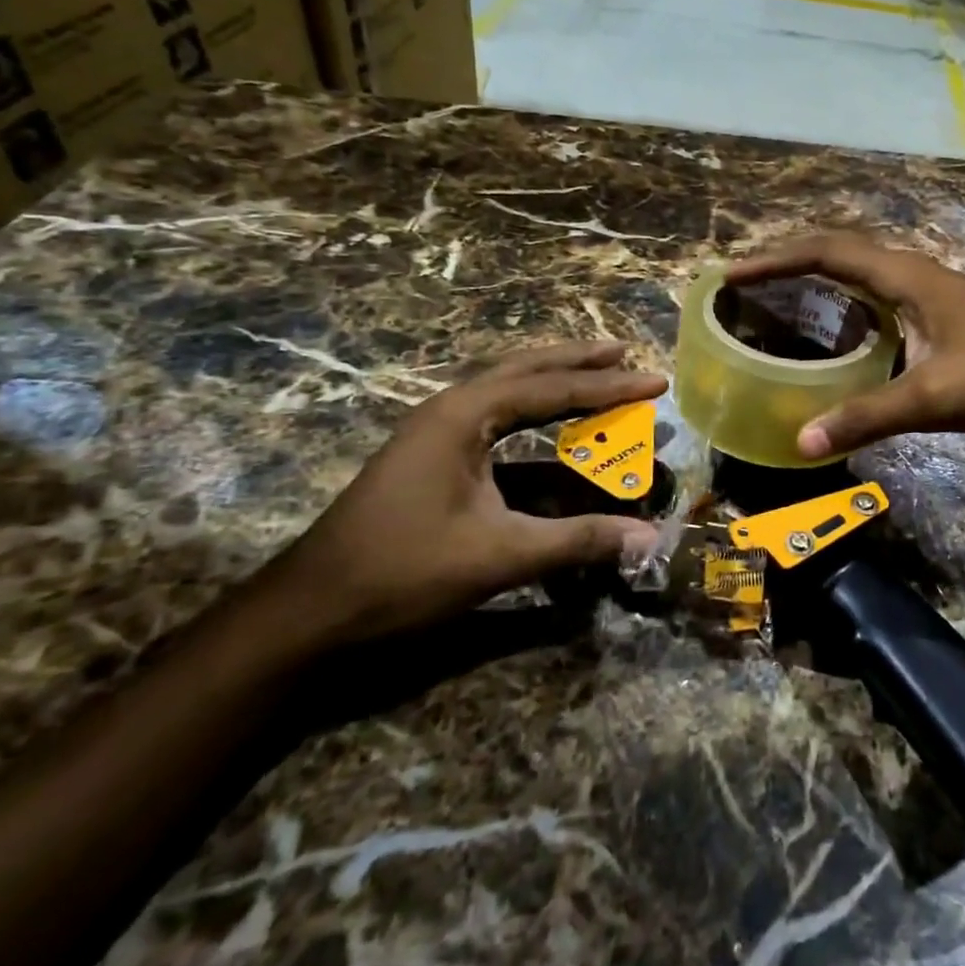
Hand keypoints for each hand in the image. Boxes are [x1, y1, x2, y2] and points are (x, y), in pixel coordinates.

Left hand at [268, 343, 666, 646]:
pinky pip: (494, 421)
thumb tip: (648, 536)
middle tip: (623, 353)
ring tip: (596, 374)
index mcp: (463, 415)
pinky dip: (531, 418)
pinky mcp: (432, 458)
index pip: (552, 389)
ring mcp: (436, 433)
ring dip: (553, 383)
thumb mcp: (499, 555)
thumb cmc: (403, 572)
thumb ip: (578, 540)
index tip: (655, 380)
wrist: (309, 612)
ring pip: (506, 391)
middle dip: (577, 362)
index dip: (609, 387)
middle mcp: (450, 409)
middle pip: (525, 370)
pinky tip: (550, 429)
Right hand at [727, 233, 964, 457]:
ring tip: (775, 300)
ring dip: (815, 279)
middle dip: (787, 262)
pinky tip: (835, 335)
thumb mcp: (935, 397)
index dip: (775, 260)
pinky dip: (843, 305)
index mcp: (906, 277)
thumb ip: (868, 416)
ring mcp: (929, 292)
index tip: (732, 274)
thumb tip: (800, 441)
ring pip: (859, 273)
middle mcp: (912, 273)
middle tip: (744, 285)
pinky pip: (876, 296)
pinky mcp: (939, 313)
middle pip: (837, 253)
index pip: (827, 253)